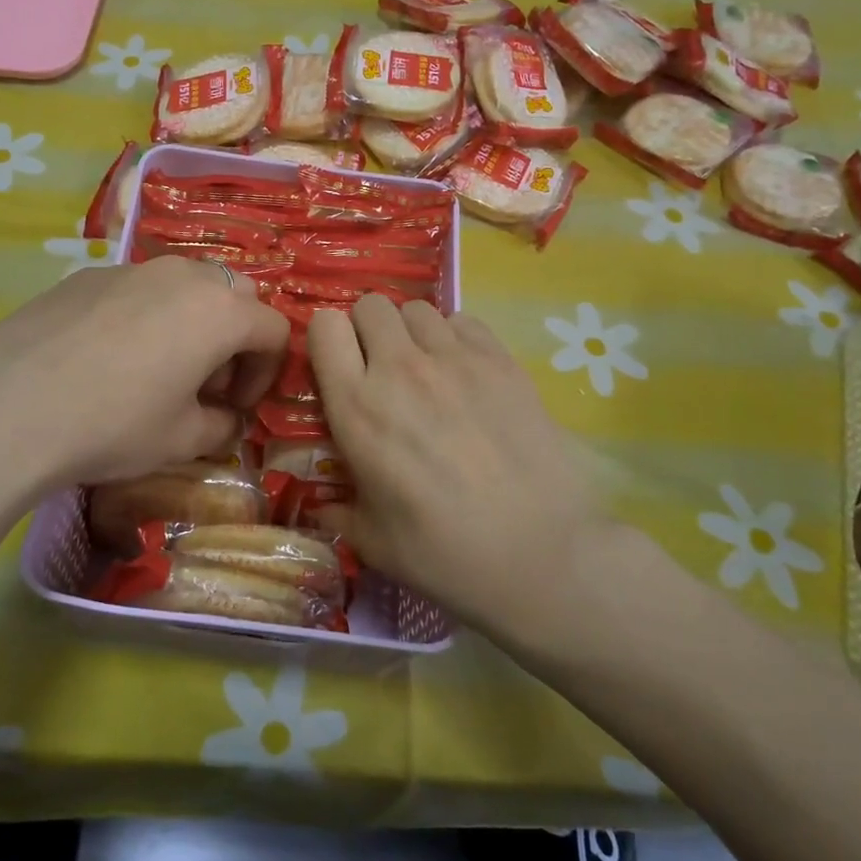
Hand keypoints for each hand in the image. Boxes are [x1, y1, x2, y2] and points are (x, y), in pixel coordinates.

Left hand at [0, 255, 288, 489]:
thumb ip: (220, 427)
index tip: (235, 406)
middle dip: (232, 338)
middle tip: (203, 383)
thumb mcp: (181, 441)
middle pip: (233, 295)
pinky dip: (143, 315)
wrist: (7, 408)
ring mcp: (130, 269)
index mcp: (220, 311)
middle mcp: (182, 276)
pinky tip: (105, 358)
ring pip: (183, 284)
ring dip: (190, 321)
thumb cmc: (112, 425)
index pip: (273, 330)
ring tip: (156, 367)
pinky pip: (135, 289)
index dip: (266, 372)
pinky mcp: (85, 276)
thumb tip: (224, 419)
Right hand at [308, 296, 624, 641]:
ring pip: (417, 309)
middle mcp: (399, 369)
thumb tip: (319, 502)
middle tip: (381, 368)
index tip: (337, 367)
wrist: (540, 555)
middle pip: (371, 305)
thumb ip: (336, 509)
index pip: (324, 327)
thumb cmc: (444, 554)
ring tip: (427, 370)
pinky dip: (456, 338)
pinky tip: (466, 374)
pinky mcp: (501, 361)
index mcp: (356, 407)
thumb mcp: (371, 541)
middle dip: (368, 330)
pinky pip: (464, 321)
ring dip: (412, 333)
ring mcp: (454, 359)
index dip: (327, 340)